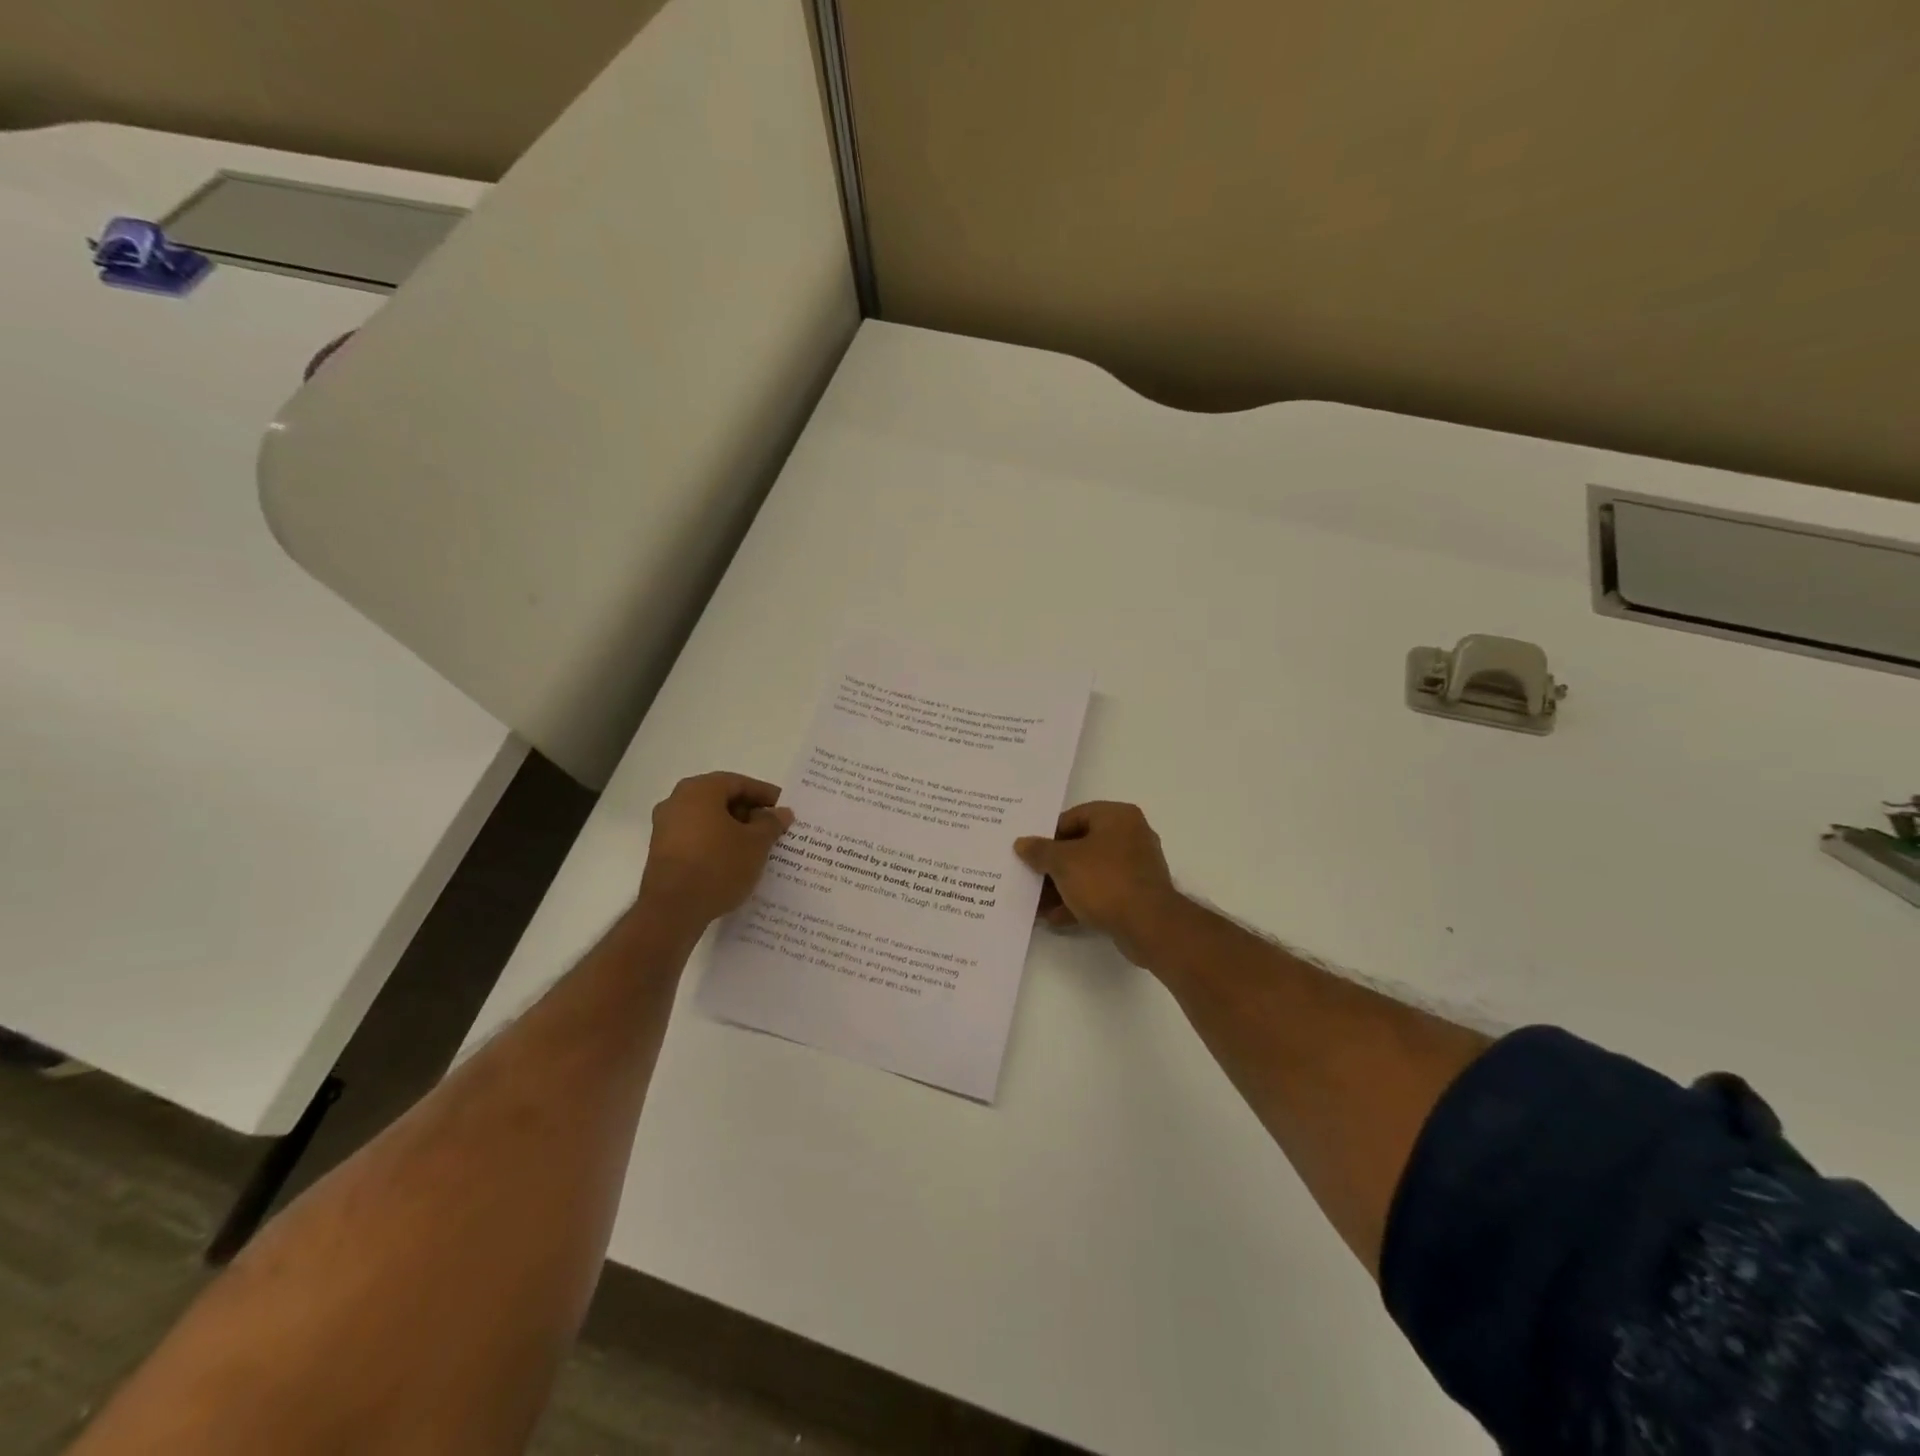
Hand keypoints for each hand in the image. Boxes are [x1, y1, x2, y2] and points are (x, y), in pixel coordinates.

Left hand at [638, 772, 794, 925]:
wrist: (672, 910)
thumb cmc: (718, 866)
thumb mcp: (756, 844)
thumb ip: (771, 823)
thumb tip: (781, 812)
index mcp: (700, 790)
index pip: (739, 783)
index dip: (765, 795)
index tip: (784, 810)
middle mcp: (677, 801)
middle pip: (722, 799)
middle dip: (750, 813)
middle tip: (774, 828)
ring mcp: (665, 827)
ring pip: (709, 820)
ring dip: (734, 829)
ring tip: (758, 847)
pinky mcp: (662, 851)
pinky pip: (697, 838)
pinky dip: (717, 843)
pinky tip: (735, 861)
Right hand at [1014, 802, 1184, 964]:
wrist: (1149, 926)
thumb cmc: (1105, 881)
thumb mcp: (1063, 862)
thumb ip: (1040, 851)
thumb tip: (1022, 843)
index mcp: (1117, 817)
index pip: (1073, 817)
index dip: (1047, 835)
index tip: (1029, 852)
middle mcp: (1130, 836)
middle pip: (1080, 846)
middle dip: (1052, 866)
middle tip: (1028, 877)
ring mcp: (1136, 867)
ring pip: (1089, 872)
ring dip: (1062, 887)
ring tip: (1036, 903)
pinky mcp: (1137, 895)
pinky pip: (1101, 892)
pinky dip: (1079, 902)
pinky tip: (1055, 918)